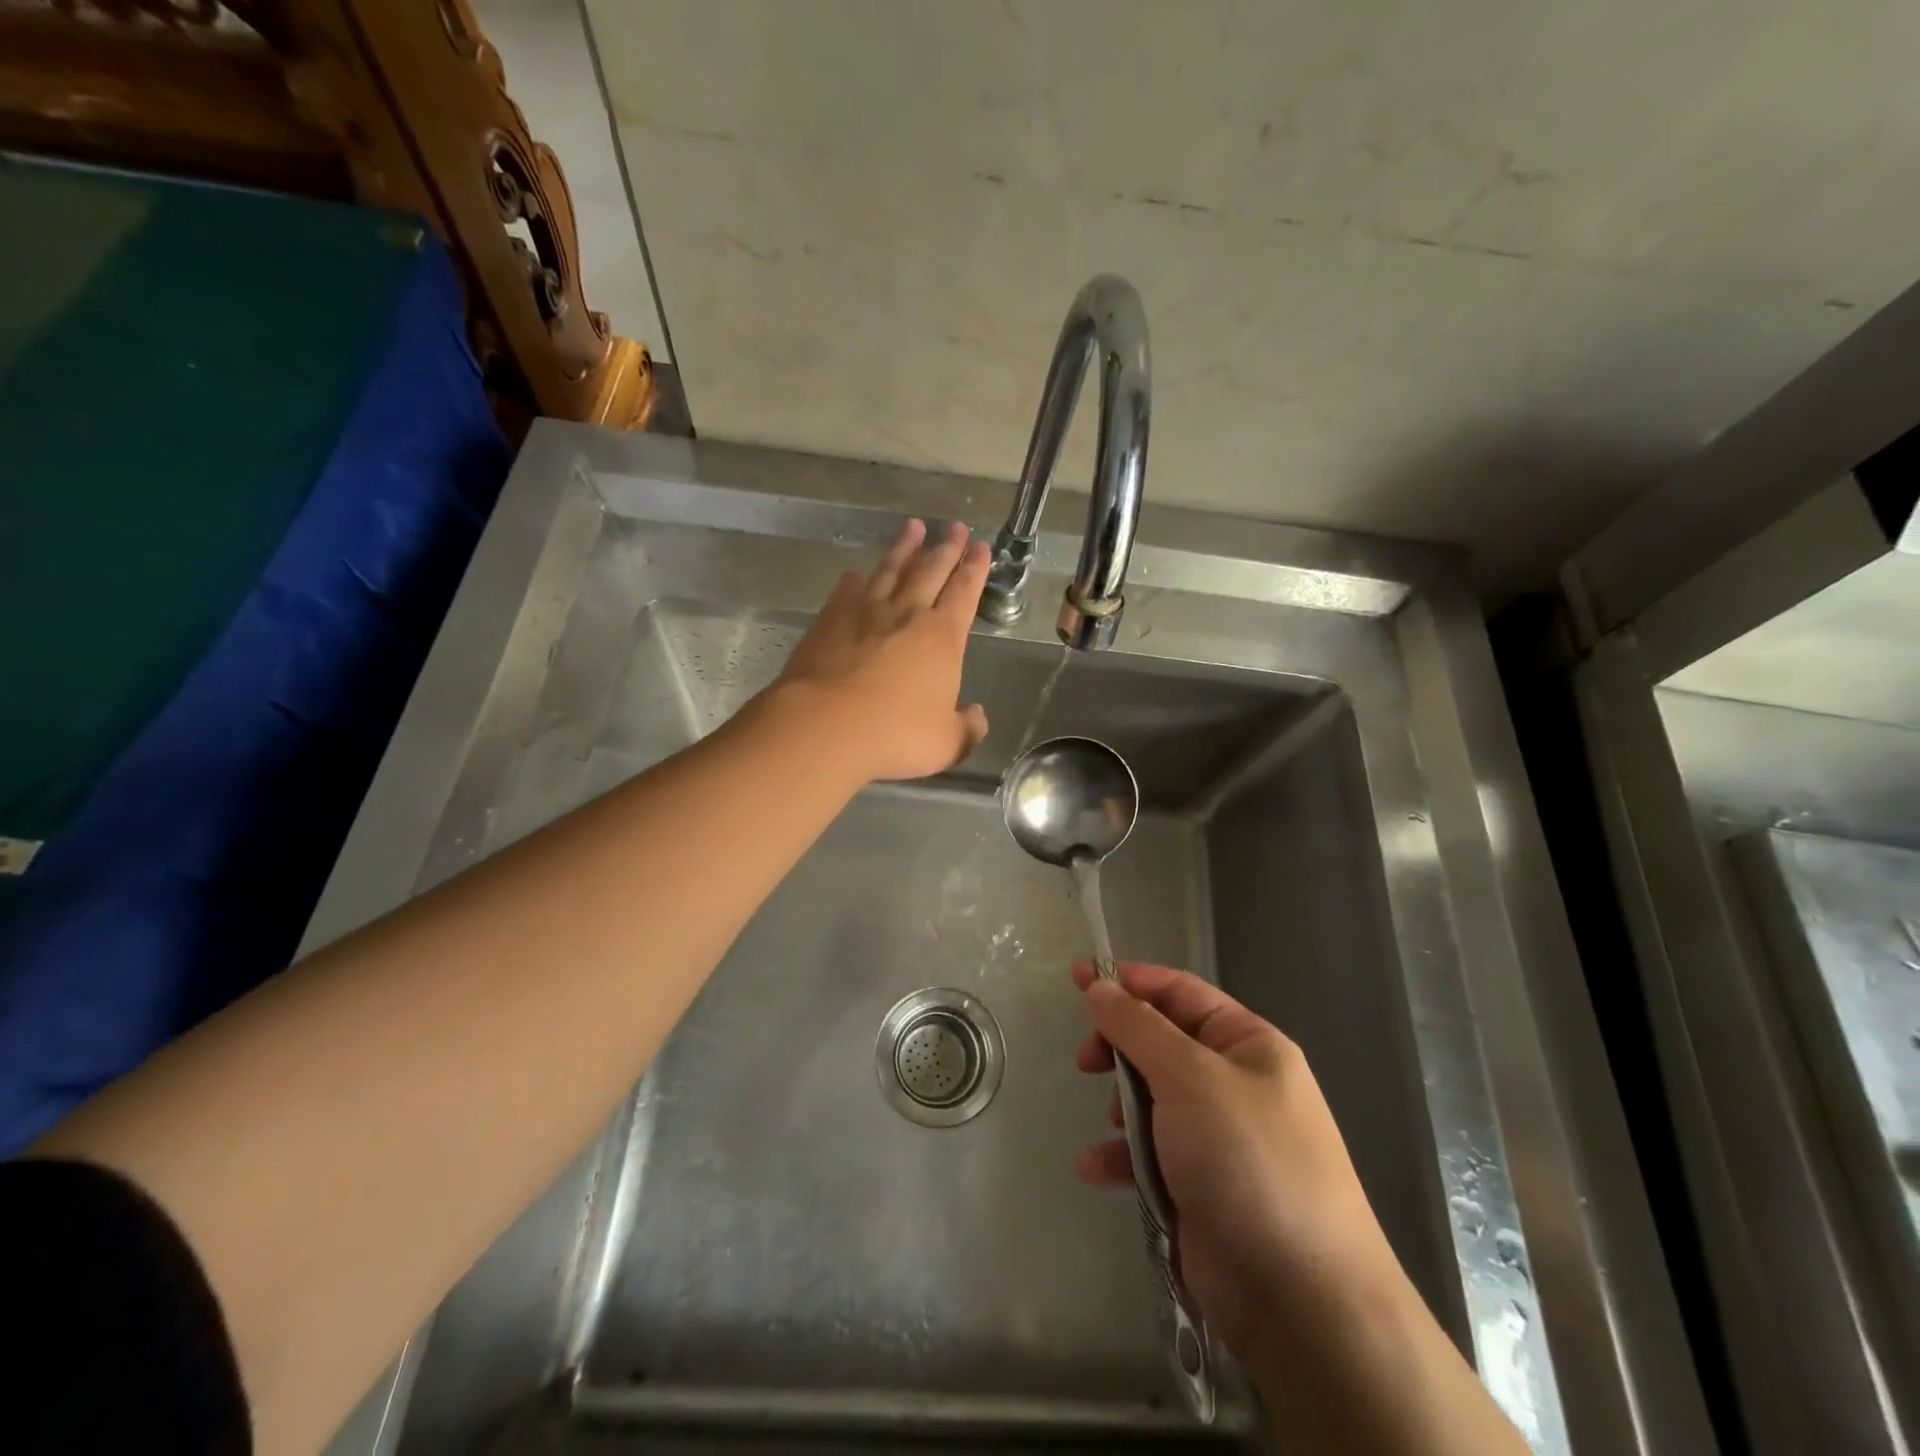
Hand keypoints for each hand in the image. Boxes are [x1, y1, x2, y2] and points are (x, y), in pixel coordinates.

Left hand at [772, 518, 990, 782]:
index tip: (981, 547)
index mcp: (942, 638)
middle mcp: (907, 614)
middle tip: (956, 526)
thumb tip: (976, 716)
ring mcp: (864, 612)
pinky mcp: (829, 620)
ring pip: (890, 570)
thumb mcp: (946, 743)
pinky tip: (854, 574)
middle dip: (946, 547)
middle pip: (930, 570)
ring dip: (903, 548)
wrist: (824, 725)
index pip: (965, 592)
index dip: (975, 569)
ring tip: (913, 527)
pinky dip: (854, 580)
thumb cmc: (894, 735)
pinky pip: (846, 591)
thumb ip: (967, 728)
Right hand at [1071, 961, 1400, 1363]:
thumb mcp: (1191, 1078)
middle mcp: (1235, 1083)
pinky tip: (1094, 1168)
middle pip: (1161, 1043)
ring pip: (1151, 1098)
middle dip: (1121, 1048)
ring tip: (1112, 1125)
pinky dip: (1120, 1156)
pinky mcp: (1199, 1186)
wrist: (1301, 1300)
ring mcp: (1218, 1137)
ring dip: (1121, 1106)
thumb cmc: (1248, 1161)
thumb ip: (1138, 1028)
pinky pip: (1149, 1153)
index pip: (1180, 992)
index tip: (1079, 977)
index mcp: (1248, 1045)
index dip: (1130, 981)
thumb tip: (1099, 986)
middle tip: (1087, 1061)